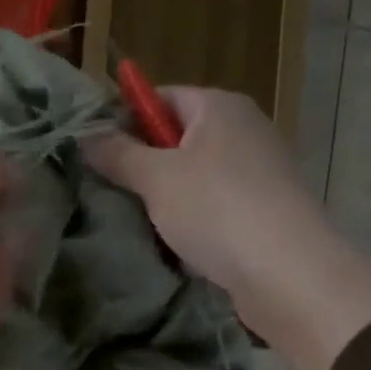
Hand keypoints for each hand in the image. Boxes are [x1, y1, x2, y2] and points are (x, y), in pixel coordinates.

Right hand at [88, 87, 370, 369]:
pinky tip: (172, 247)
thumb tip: (85, 137)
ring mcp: (257, 174)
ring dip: (165, 201)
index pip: (162, 97)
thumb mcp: (156, 178)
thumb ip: (118, 155)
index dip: (126, 120)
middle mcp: (243, 131)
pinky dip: (191, 225)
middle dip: (143, 166)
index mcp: (220, 108)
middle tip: (108, 193)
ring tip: (134, 223)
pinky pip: (213, 210)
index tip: (95, 153)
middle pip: (178, 140)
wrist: (285, 272)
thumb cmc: (216, 209)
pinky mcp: (262, 214)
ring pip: (194, 180)